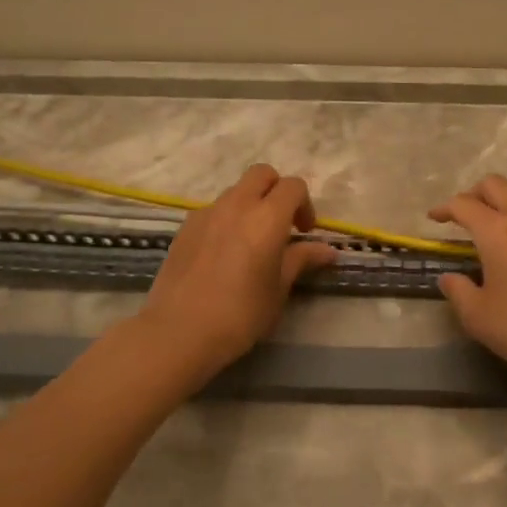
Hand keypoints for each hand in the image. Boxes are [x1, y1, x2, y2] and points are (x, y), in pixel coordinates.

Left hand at [137, 164, 336, 375]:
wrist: (179, 332)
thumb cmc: (241, 313)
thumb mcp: (279, 288)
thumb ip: (301, 260)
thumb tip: (327, 250)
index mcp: (267, 217)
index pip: (293, 186)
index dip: (305, 204)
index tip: (304, 233)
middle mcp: (236, 205)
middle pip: (262, 174)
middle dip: (276, 190)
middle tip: (280, 225)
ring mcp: (206, 213)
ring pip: (235, 191)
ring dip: (250, 204)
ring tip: (251, 241)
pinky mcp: (185, 227)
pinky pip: (213, 210)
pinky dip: (226, 219)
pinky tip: (223, 253)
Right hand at [429, 175, 506, 392]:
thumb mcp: (478, 318)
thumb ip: (457, 291)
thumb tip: (450, 277)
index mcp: (497, 231)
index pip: (464, 205)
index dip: (444, 209)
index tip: (434, 219)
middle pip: (495, 185)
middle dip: (473, 194)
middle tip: (463, 217)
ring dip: (504, 194)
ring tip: (495, 217)